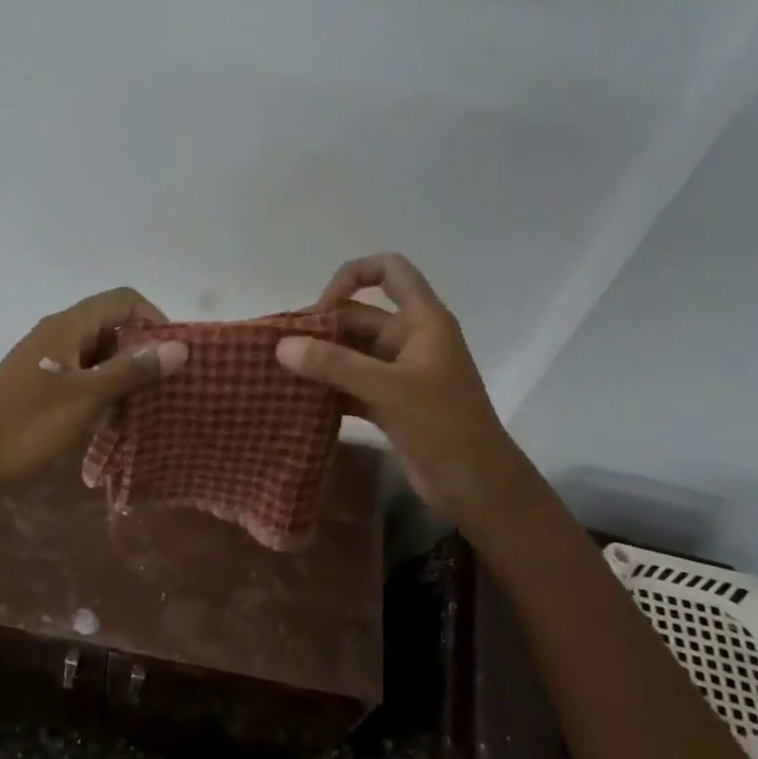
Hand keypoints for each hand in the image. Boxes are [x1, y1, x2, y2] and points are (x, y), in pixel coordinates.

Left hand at [0, 287, 188, 504]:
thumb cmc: (26, 426)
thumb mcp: (86, 397)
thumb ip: (132, 370)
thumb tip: (181, 347)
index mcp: (68, 326)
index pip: (124, 300)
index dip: (154, 320)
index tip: (174, 357)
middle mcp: (58, 334)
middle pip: (113, 325)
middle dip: (143, 350)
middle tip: (166, 387)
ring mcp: (47, 361)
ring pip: (99, 354)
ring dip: (125, 373)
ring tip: (146, 406)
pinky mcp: (40, 386)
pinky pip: (83, 376)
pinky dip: (103, 389)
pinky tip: (114, 419)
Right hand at [276, 254, 512, 528]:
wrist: (478, 487)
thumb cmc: (444, 426)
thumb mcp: (389, 389)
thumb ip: (335, 365)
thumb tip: (281, 346)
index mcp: (423, 321)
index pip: (390, 271)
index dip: (353, 275)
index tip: (322, 307)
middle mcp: (411, 340)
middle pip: (360, 316)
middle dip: (322, 327)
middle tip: (280, 349)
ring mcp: (400, 374)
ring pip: (352, 353)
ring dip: (320, 360)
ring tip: (279, 372)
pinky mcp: (390, 404)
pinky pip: (351, 385)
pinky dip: (328, 389)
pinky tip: (298, 399)